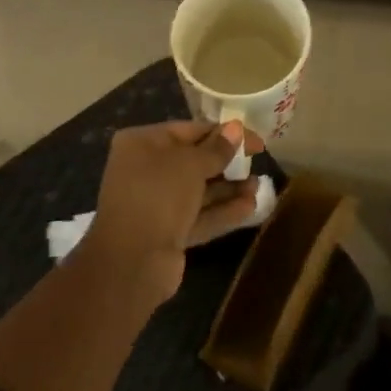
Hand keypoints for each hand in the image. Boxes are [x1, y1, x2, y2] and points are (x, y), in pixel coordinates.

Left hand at [80, 119, 264, 300]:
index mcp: (143, 144)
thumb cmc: (158, 196)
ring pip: (199, 191)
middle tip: (258, 162)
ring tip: (260, 186)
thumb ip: (217, 148)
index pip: (189, 130)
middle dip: (227, 163)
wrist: (131, 262)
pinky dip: (222, 211)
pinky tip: (251, 207)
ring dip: (229, 188)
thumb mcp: (191, 165)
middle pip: (194, 161)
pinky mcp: (167, 233)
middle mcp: (146, 170)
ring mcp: (156, 204)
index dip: (224, 133)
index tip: (254, 140)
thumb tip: (236, 128)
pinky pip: (199, 216)